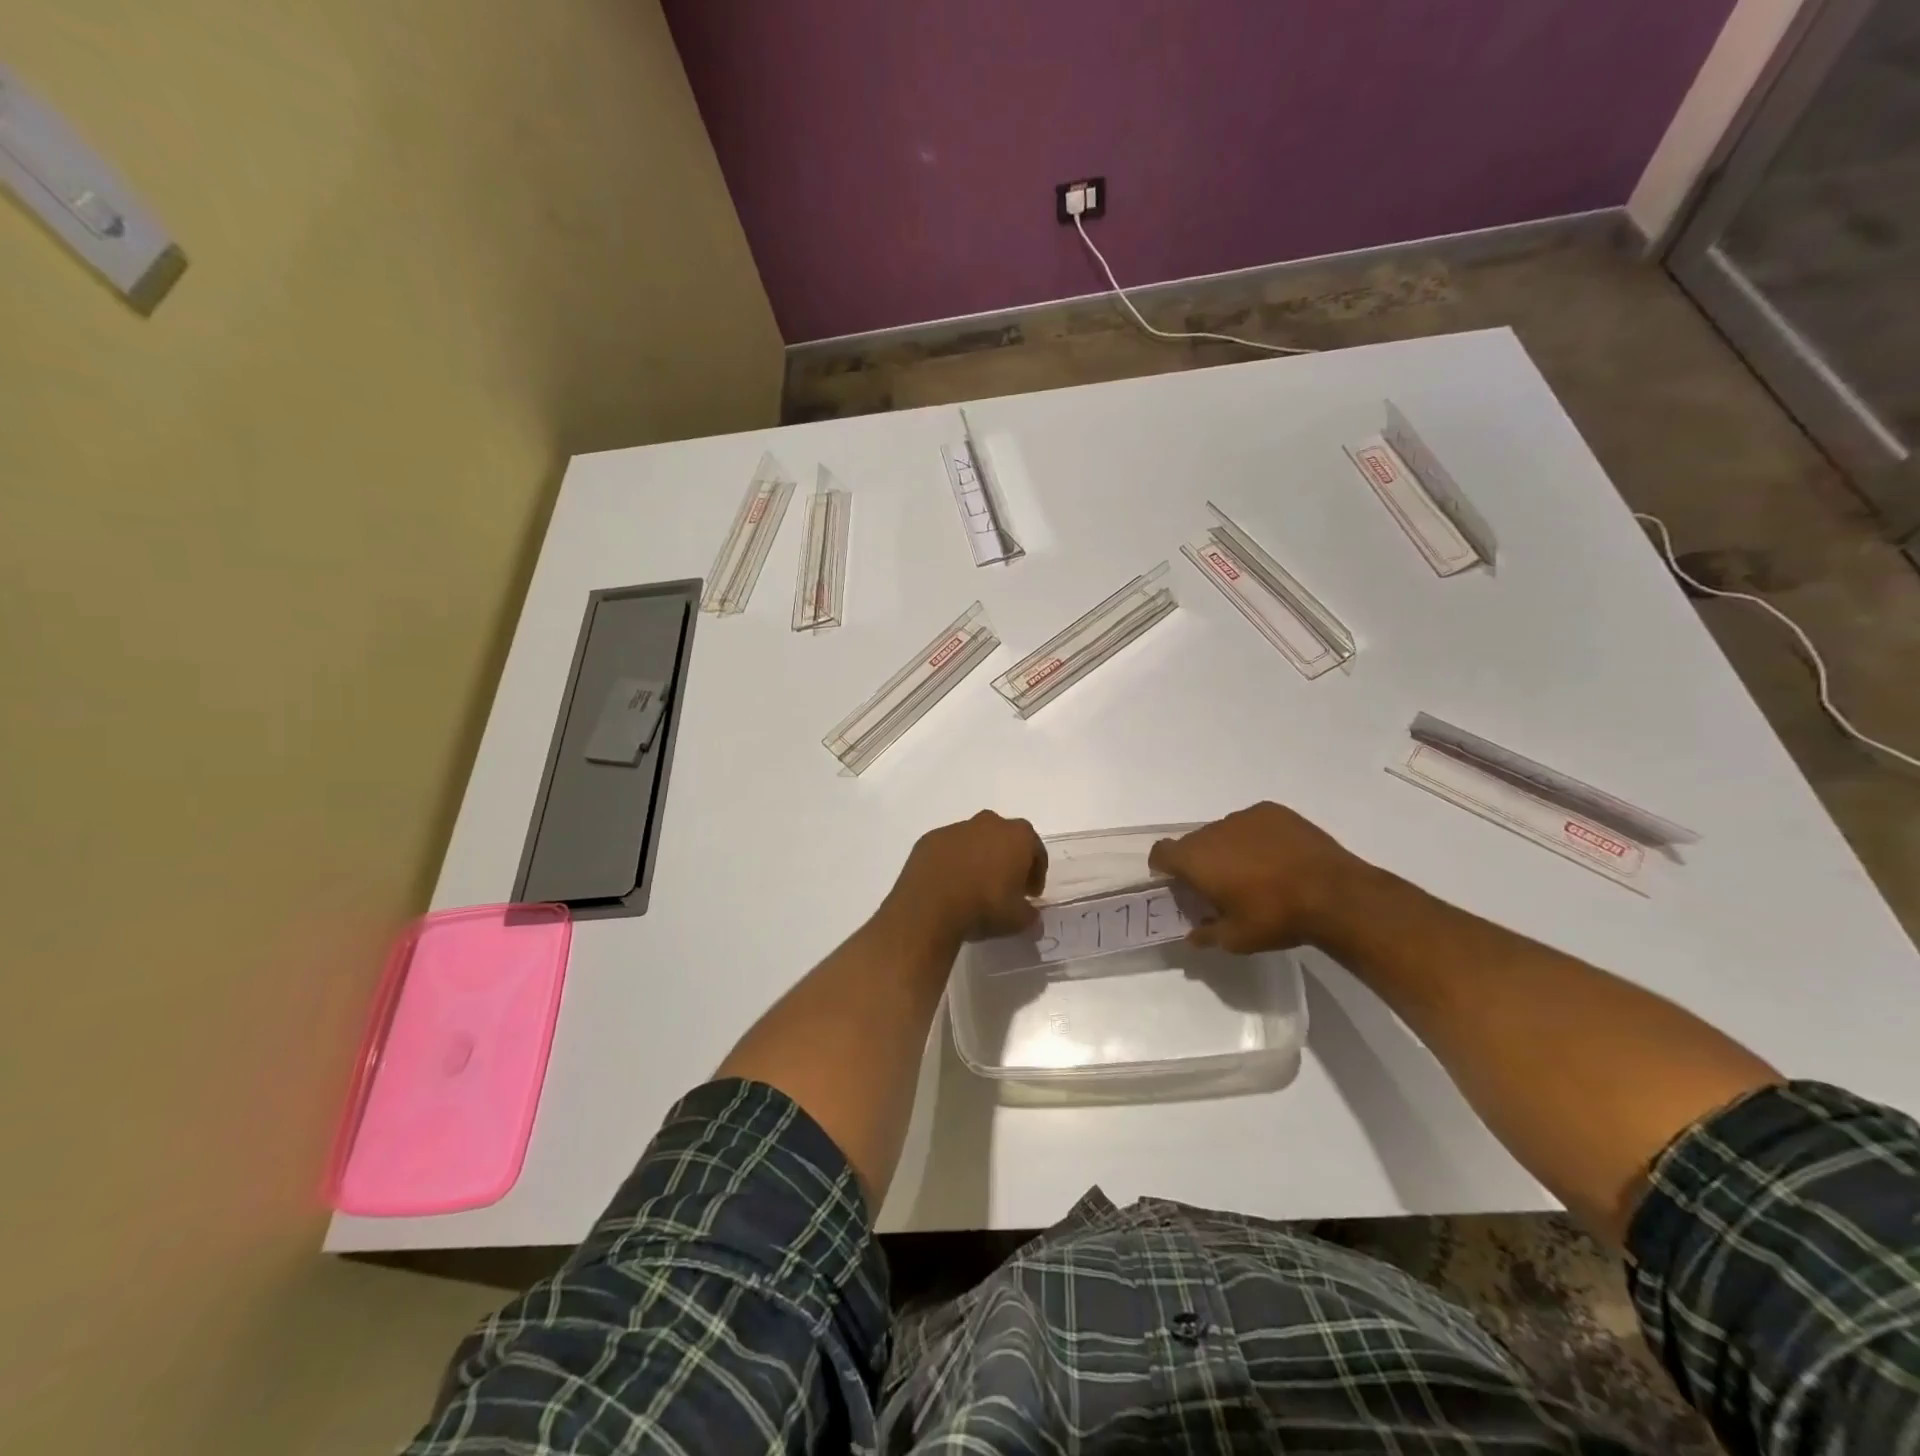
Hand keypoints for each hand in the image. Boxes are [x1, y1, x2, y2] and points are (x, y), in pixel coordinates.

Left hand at [886, 811, 1047, 941]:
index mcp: (1017, 836)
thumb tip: (1031, 915)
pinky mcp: (930, 839)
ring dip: (978, 857)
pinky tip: (948, 884)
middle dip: (1007, 858)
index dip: (1036, 872)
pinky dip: (952, 861)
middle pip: (1004, 837)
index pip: (1035, 849)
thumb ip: (1030, 914)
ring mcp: (956, 829)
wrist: (930, 908)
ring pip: (974, 840)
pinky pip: (948, 849)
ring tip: (973, 886)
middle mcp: (988, 823)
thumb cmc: (984, 907)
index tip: (1030, 893)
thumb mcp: (1017, 920)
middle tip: (1004, 885)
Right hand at [1148, 802, 1366, 952]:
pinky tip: (1278, 857)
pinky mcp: (1273, 811)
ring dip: (1229, 848)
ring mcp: (1244, 817)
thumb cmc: (1275, 917)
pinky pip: (1252, 823)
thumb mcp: (1236, 939)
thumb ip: (1207, 934)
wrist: (1334, 894)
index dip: (1164, 867)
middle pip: (1194, 842)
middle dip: (1201, 861)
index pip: (1161, 852)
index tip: (1177, 883)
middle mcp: (1213, 831)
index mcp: (1195, 859)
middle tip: (1222, 885)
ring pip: (1224, 832)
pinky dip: (1256, 837)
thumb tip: (1193, 934)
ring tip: (1256, 872)